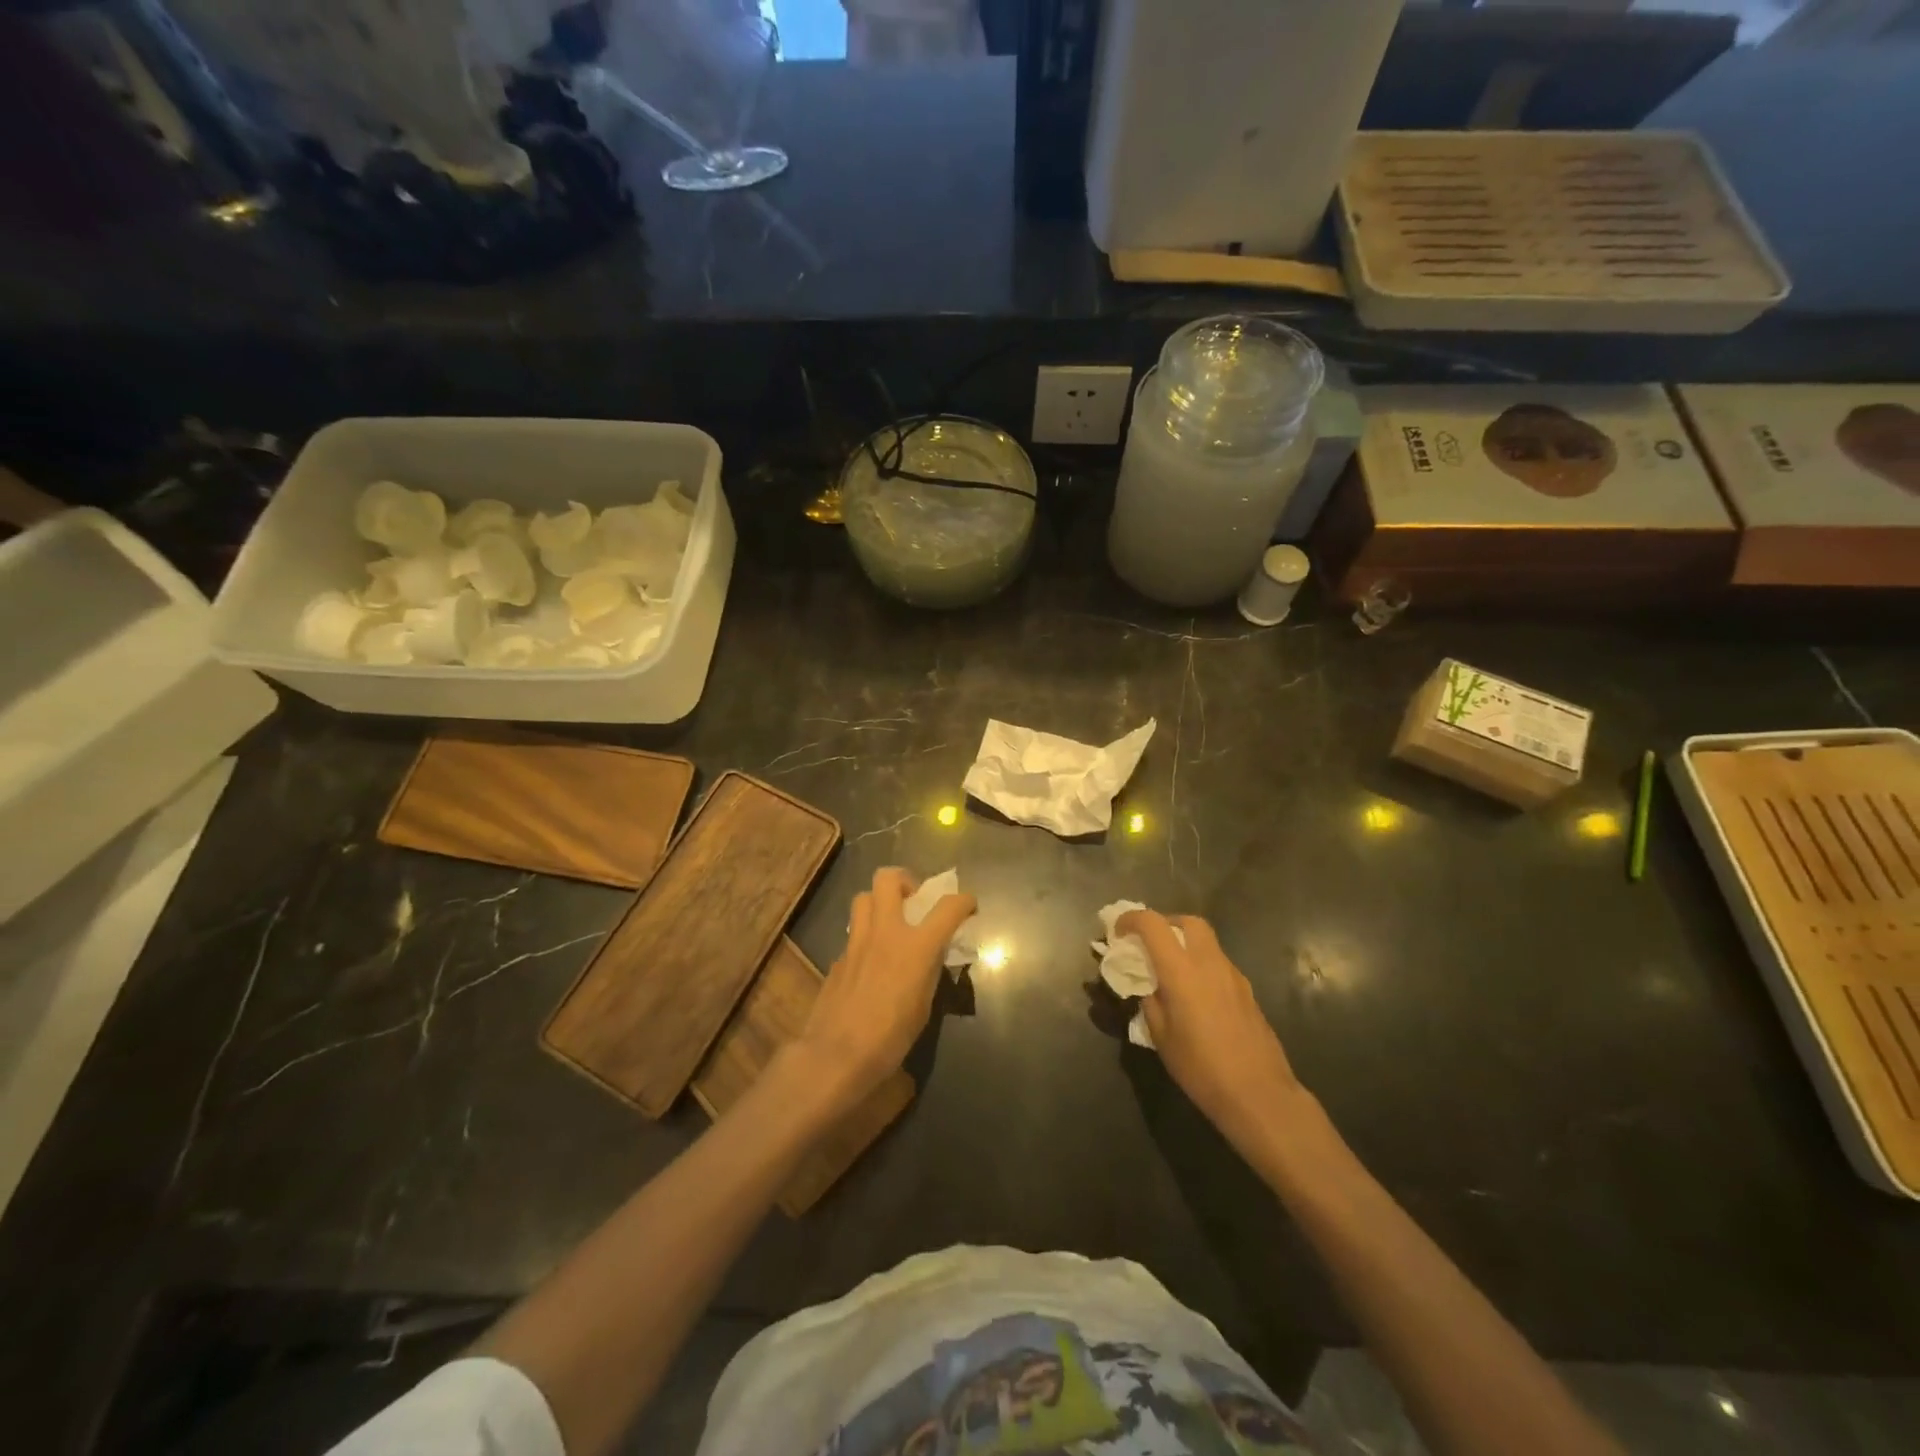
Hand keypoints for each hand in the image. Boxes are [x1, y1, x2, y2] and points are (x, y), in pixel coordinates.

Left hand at [794, 868, 976, 1109]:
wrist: (837, 1054)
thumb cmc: (891, 1037)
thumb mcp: (924, 1004)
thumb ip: (928, 971)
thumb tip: (930, 956)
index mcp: (916, 946)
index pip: (947, 907)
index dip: (963, 901)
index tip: (968, 905)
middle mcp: (885, 933)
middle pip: (888, 878)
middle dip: (904, 880)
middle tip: (914, 901)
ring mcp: (856, 942)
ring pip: (863, 898)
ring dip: (878, 902)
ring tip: (889, 923)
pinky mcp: (837, 958)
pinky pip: (853, 933)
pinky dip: (865, 937)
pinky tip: (870, 962)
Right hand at [1118, 910, 1309, 1157]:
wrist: (1259, 1094)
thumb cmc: (1201, 1068)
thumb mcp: (1161, 1037)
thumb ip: (1150, 1002)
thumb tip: (1147, 987)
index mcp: (1181, 971)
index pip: (1152, 924)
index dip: (1131, 919)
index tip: (1118, 933)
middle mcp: (1209, 963)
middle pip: (1188, 921)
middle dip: (1165, 924)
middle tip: (1150, 944)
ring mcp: (1233, 975)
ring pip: (1207, 942)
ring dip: (1185, 945)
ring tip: (1171, 974)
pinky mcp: (1247, 991)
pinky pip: (1219, 965)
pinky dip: (1202, 966)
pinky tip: (1196, 997)